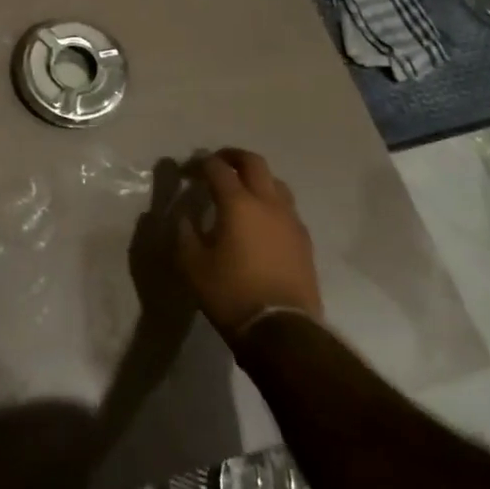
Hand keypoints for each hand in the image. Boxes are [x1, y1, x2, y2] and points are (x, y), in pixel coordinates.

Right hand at [174, 148, 322, 337]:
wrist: (283, 332)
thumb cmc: (231, 294)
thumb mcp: (192, 265)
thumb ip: (185, 234)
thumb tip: (185, 218)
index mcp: (238, 203)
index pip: (218, 168)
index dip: (200, 163)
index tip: (188, 170)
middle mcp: (268, 203)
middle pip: (254, 163)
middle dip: (234, 157)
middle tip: (218, 162)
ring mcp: (291, 221)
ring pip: (276, 183)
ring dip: (257, 179)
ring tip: (243, 191)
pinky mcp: (304, 241)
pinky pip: (287, 209)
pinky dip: (272, 204)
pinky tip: (262, 221)